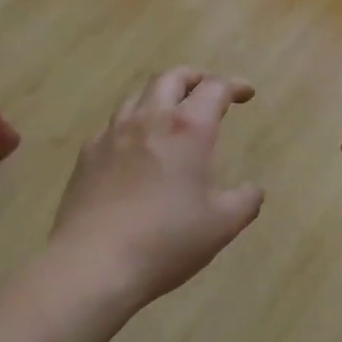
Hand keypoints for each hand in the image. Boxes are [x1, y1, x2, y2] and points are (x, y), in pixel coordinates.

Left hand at [50, 68, 264, 308]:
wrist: (92, 264)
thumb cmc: (166, 241)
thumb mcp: (221, 226)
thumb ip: (244, 202)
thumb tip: (253, 190)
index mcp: (188, 129)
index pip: (214, 88)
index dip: (234, 86)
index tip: (246, 93)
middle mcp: (150, 118)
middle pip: (172, 77)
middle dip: (195, 78)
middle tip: (208, 91)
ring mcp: (113, 133)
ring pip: (139, 96)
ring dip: (161, 97)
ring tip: (171, 116)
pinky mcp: (88, 154)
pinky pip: (114, 124)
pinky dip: (133, 124)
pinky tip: (135, 148)